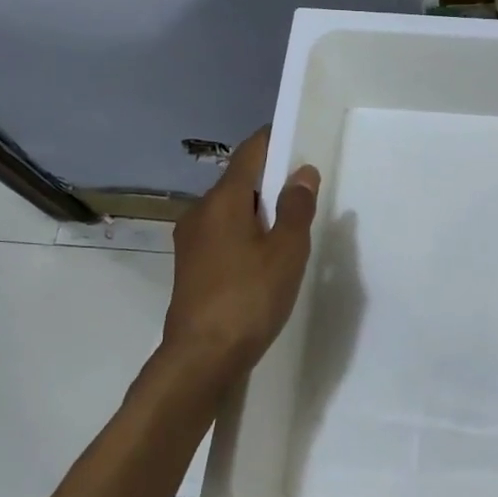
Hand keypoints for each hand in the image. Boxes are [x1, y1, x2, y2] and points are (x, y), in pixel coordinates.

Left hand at [162, 127, 319, 375]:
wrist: (202, 357)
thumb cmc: (249, 299)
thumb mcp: (285, 252)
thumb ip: (296, 208)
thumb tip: (302, 172)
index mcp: (222, 201)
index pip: (250, 153)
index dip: (274, 140)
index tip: (299, 140)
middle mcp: (200, 212)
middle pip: (240, 182)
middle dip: (272, 181)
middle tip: (306, 192)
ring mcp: (191, 240)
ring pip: (231, 210)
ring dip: (259, 210)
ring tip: (291, 227)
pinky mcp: (192, 266)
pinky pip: (223, 234)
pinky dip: (246, 233)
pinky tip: (265, 256)